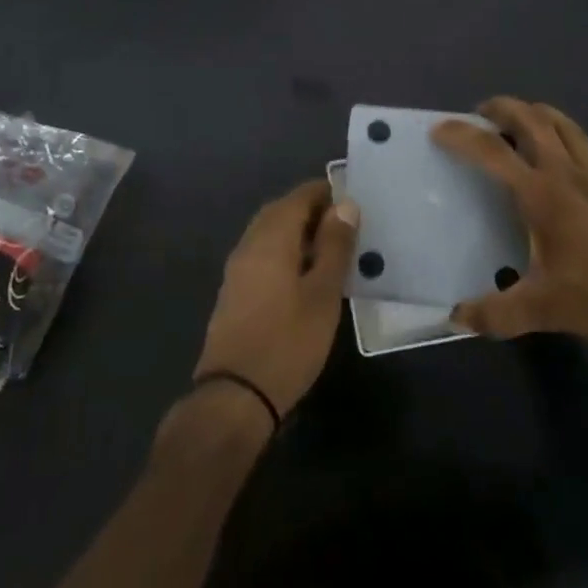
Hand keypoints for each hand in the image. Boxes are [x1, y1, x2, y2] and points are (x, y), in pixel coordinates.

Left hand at [192, 178, 359, 416]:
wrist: (235, 395)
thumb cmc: (288, 342)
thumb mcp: (323, 294)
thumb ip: (334, 246)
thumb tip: (345, 204)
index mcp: (271, 236)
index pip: (299, 196)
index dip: (325, 192)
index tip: (352, 202)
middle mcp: (250, 243)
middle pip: (281, 211)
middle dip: (311, 211)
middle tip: (344, 225)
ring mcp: (237, 268)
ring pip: (269, 233)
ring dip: (297, 232)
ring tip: (330, 250)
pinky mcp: (234, 291)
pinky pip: (262, 254)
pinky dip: (284, 252)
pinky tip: (303, 276)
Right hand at [435, 97, 587, 355]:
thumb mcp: (546, 310)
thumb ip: (497, 313)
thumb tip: (456, 316)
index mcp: (544, 194)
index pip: (494, 151)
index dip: (462, 136)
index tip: (438, 129)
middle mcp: (566, 174)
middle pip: (532, 119)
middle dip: (501, 107)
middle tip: (477, 115)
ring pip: (561, 124)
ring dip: (533, 113)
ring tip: (512, 123)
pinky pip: (578, 143)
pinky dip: (557, 132)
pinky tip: (551, 160)